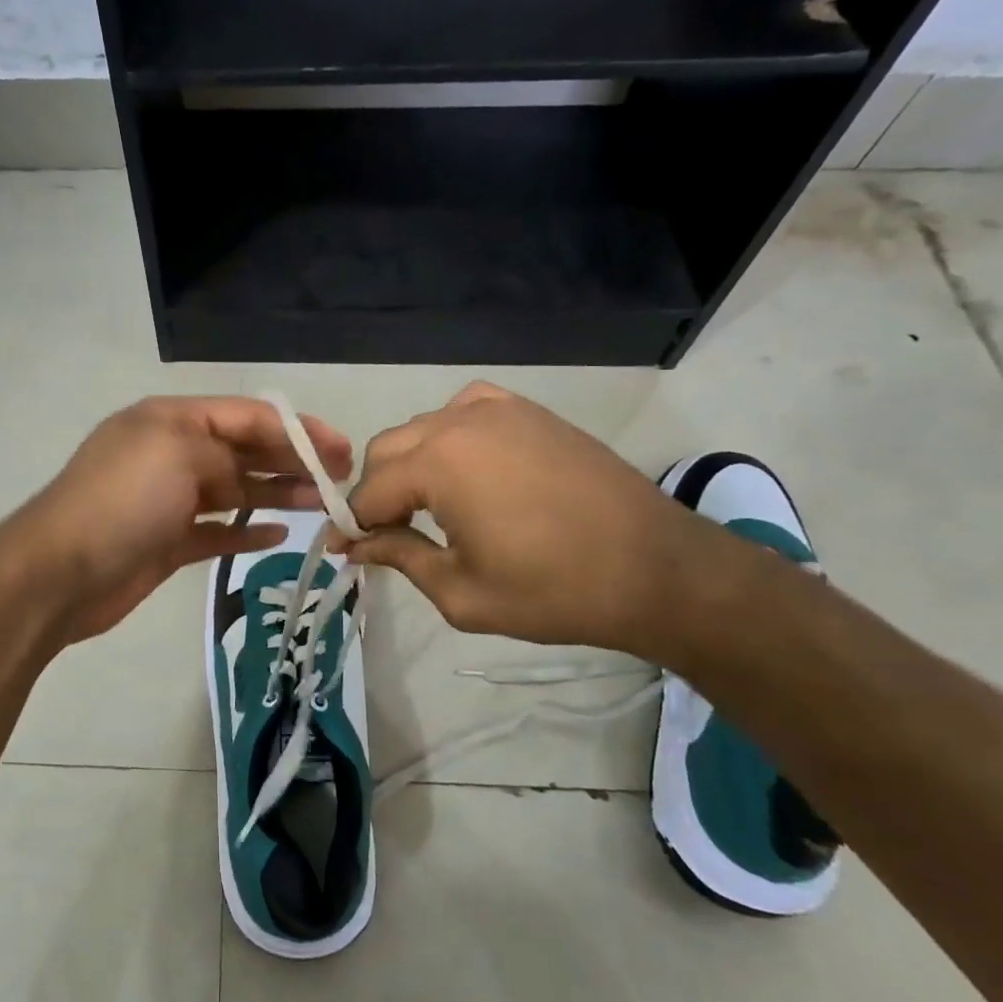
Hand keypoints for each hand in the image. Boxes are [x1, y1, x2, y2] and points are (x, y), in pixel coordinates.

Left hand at [10, 395, 352, 644]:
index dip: (296, 429)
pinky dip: (246, 531)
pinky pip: (217, 530)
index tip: (338, 450)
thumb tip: (243, 478)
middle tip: (338, 479)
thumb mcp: (177, 453)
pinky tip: (277, 535)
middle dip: (292, 460)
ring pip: (235, 490)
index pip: (245, 415)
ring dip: (277, 494)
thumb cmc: (122, 501)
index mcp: (171, 420)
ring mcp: (169, 499)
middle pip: (244, 450)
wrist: (60, 573)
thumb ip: (224, 454)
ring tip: (321, 505)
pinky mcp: (167, 541)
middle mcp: (171, 453)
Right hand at [339, 382, 716, 657]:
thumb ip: (401, 558)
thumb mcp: (462, 592)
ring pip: (422, 429)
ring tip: (427, 507)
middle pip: (386, 450)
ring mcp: (497, 409)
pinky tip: (465, 467)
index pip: (370, 492)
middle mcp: (458, 422)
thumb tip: (356, 545)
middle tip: (388, 535)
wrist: (656, 568)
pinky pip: (463, 412)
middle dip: (377, 493)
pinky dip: (448, 437)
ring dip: (410, 465)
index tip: (346, 552)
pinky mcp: (527, 411)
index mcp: (438, 463)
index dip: (353, 525)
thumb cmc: (554, 590)